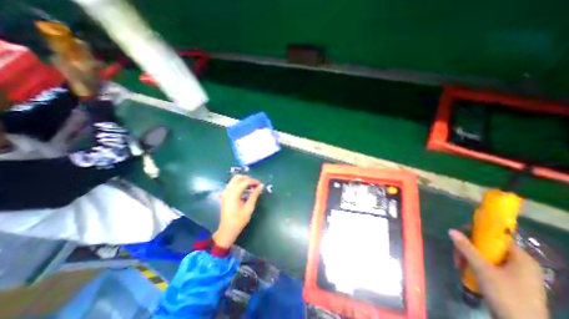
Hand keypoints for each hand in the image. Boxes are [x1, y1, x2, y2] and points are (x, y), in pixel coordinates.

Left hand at [213, 174, 264, 249]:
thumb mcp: (249, 207)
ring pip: (234, 180)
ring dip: (244, 181)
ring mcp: (225, 192)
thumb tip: (261, 186)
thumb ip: (254, 194)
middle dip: (248, 179)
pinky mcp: (225, 195)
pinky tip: (246, 189)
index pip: (245, 181)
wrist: (227, 230)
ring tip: (252, 187)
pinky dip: (240, 184)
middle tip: (256, 184)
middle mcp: (227, 190)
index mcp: (233, 193)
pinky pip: (233, 184)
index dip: (254, 181)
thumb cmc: (239, 220)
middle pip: (238, 177)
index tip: (261, 185)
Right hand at [449, 229, 546, 318]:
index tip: (460, 234)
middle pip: (487, 246)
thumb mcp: (483, 270)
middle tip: (457, 255)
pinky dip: (474, 266)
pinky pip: (487, 266)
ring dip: (468, 258)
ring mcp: (514, 273)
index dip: (476, 232)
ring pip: (484, 256)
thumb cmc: (506, 296)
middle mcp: (519, 263)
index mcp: (521, 258)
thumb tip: (451, 230)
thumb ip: (467, 248)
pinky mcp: (508, 282)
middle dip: (468, 249)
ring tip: (459, 265)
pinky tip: (466, 271)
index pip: (496, 237)